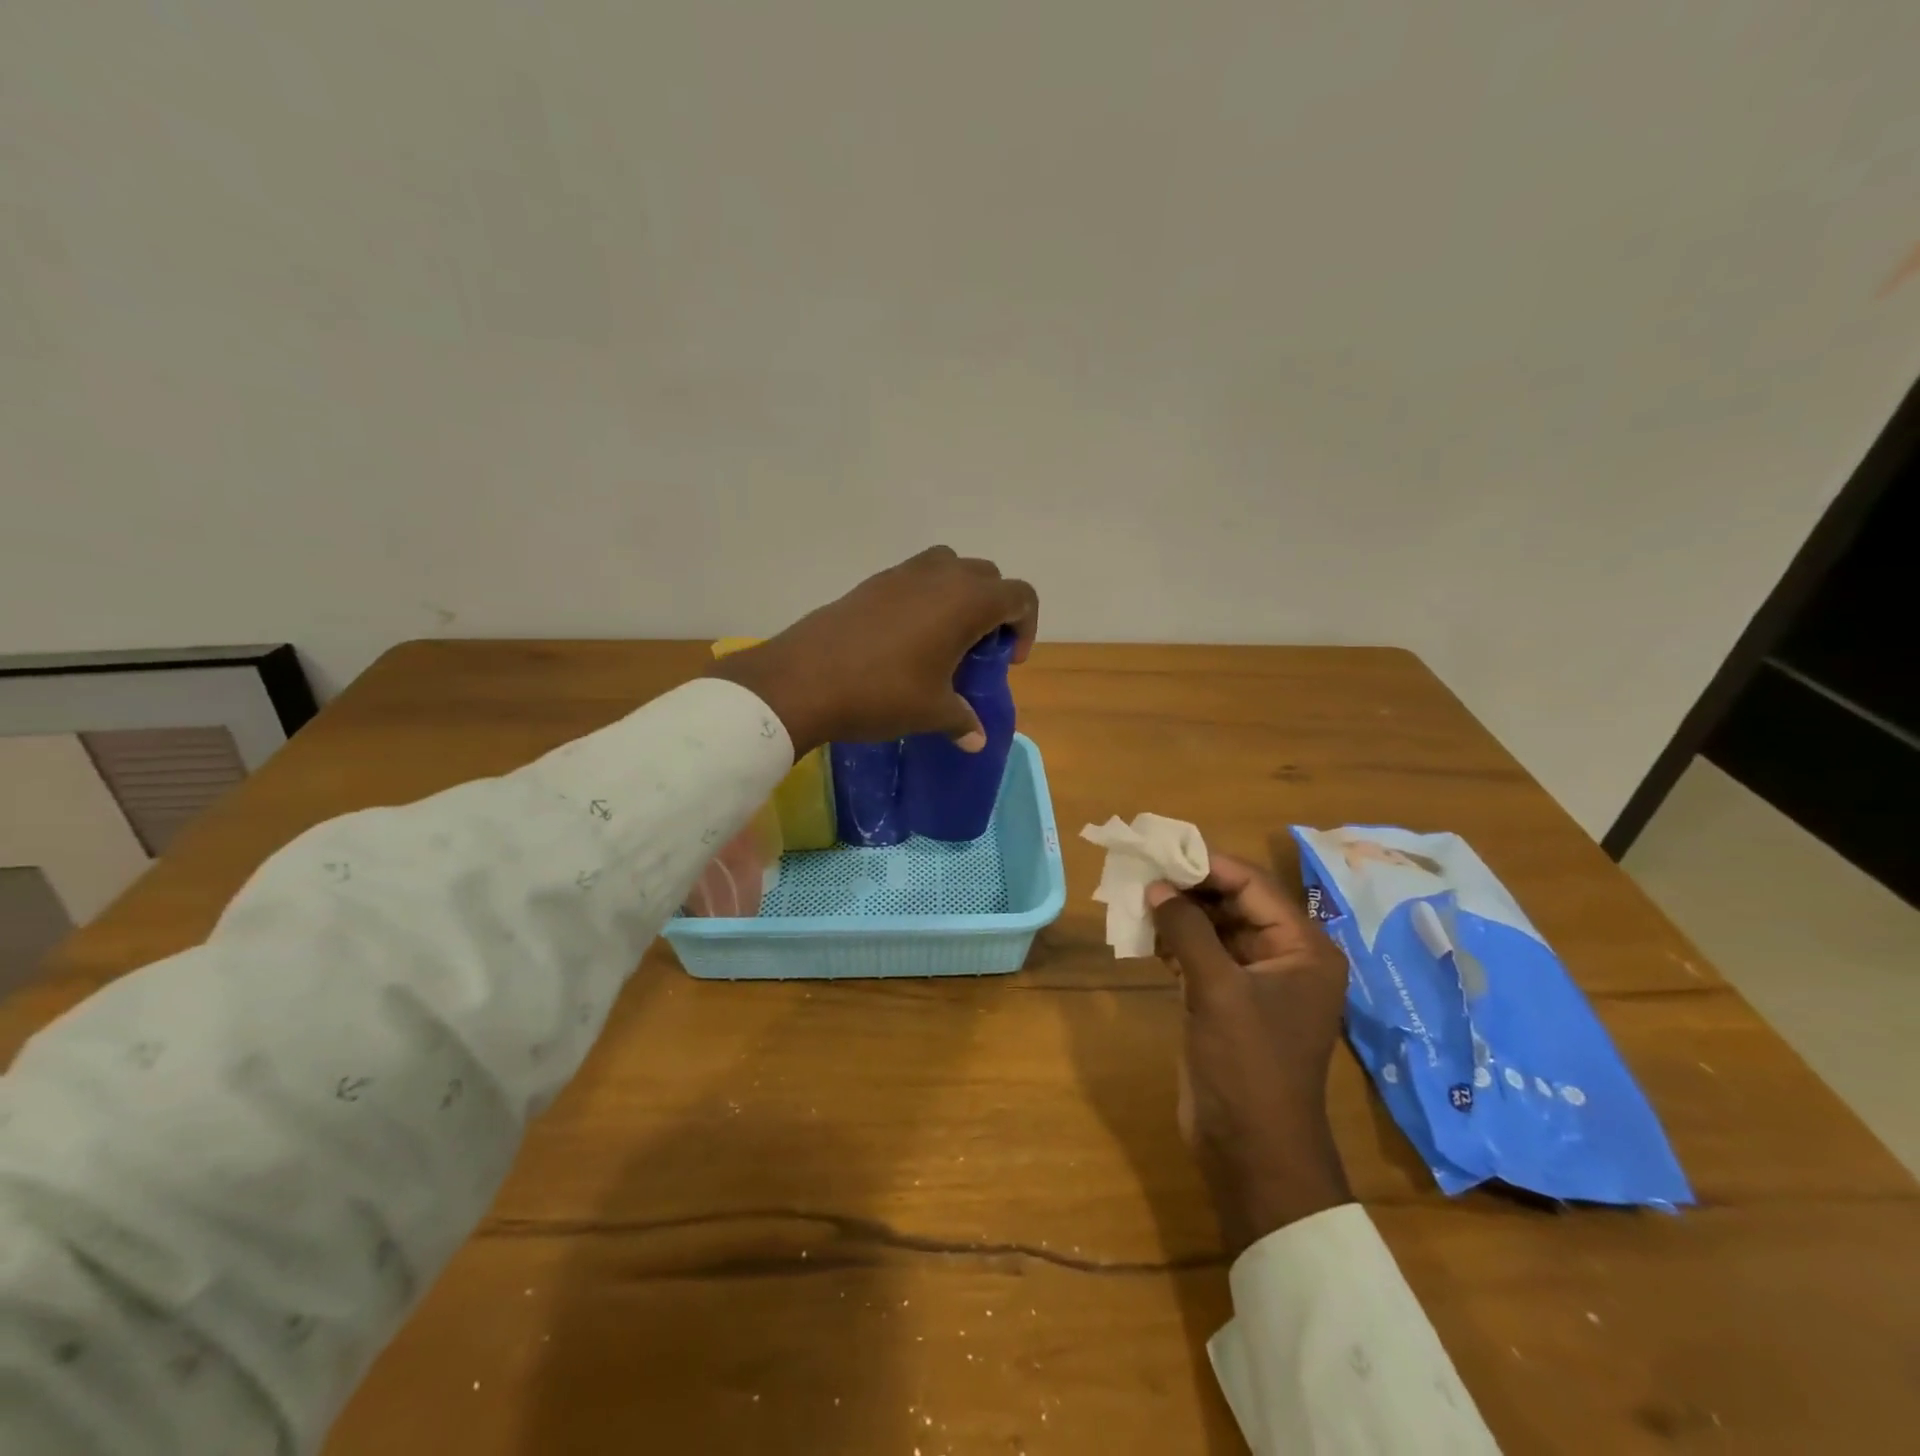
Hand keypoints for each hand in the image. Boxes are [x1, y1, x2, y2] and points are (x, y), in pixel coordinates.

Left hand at [707, 546, 1038, 756]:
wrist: (804, 680)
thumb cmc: (882, 693)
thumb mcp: (931, 713)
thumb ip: (962, 720)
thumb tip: (977, 739)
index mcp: (967, 602)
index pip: (1020, 595)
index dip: (1025, 626)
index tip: (1009, 660)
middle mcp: (939, 576)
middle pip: (986, 576)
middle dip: (994, 608)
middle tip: (979, 648)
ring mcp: (901, 574)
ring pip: (948, 567)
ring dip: (958, 594)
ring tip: (945, 636)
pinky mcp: (870, 583)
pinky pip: (913, 578)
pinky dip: (924, 598)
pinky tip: (905, 639)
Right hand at [1149, 853, 1353, 1256]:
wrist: (1251, 1150)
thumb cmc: (1247, 1064)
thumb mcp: (1217, 989)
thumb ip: (1187, 930)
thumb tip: (1155, 885)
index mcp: (1303, 947)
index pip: (1253, 885)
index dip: (1208, 865)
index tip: (1162, 851)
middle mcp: (1285, 957)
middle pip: (1234, 903)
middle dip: (1189, 889)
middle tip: (1143, 872)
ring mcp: (1256, 981)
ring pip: (1214, 929)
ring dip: (1179, 915)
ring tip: (1137, 899)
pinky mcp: (1229, 1002)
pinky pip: (1203, 956)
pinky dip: (1176, 943)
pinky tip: (1145, 935)